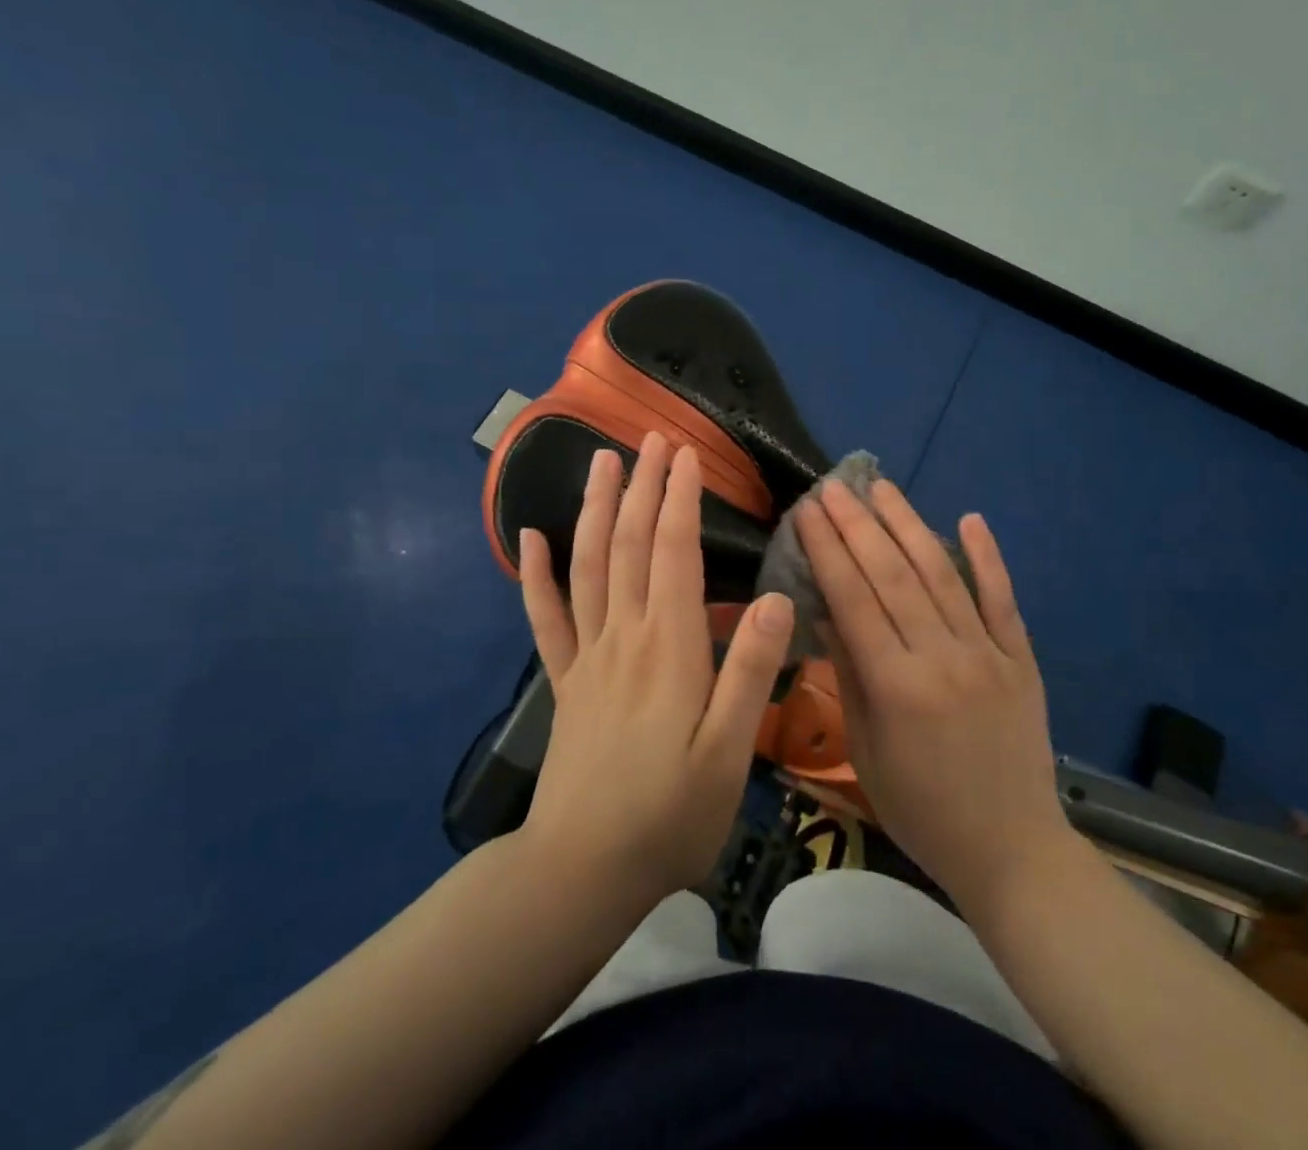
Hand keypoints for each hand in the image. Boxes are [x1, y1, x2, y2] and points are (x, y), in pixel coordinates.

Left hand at [516, 433, 794, 909]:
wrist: (583, 870)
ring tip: (601, 462)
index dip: (679, 499)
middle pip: (629, 544)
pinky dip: (535, 575)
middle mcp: (624, 635)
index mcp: (668, 646)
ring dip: (595, 509)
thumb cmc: (669, 813)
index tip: (687, 454)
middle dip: (642, 486)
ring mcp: (587, 656)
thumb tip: (778, 598)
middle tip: (651, 438)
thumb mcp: (729, 752)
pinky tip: (529, 540)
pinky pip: (546, 618)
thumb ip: (749, 671)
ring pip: (588, 566)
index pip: (673, 552)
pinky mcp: (564, 681)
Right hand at [794, 478, 1071, 916]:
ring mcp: (988, 652)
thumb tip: (825, 611)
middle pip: (893, 575)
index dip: (827, 550)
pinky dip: (987, 556)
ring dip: (909, 524)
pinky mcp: (1020, 656)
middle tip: (833, 487)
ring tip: (882, 487)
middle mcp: (942, 657)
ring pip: (942, 573)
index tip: (807, 512)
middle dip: (857, 525)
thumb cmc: (922, 810)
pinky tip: (971, 518)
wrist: (1012, 850)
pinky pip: (1002, 597)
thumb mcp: (867, 751)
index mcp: (897, 686)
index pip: (853, 599)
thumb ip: (849, 675)